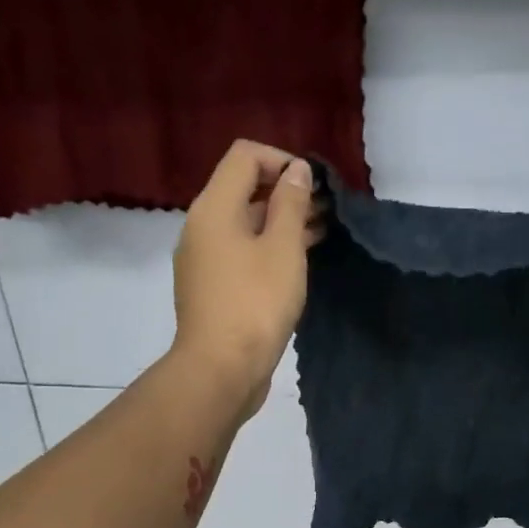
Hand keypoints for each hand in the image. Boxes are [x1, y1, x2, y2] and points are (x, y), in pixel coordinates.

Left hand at [170, 140, 324, 421]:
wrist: (221, 370)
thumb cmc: (256, 304)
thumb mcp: (283, 248)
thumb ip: (291, 204)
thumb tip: (296, 171)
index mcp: (213, 208)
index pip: (245, 156)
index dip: (282, 160)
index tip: (314, 185)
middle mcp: (201, 227)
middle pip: (243, 190)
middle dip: (286, 193)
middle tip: (327, 210)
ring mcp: (203, 261)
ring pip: (245, 226)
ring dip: (281, 224)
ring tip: (323, 233)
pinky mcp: (212, 290)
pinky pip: (241, 254)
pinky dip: (268, 249)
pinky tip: (299, 262)